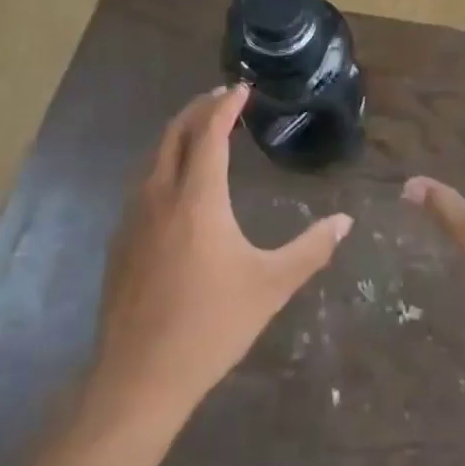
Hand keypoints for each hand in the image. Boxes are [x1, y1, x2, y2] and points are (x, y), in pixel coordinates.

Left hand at [92, 86, 353, 417]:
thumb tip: (345, 221)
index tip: (242, 88)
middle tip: (223, 97)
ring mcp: (133, 217)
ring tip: (203, 130)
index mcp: (198, 198)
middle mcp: (160, 195)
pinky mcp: (120, 240)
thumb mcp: (271, 286)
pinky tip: (177, 182)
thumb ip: (311, 249)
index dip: (226, 105)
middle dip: (198, 108)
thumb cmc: (211, 325)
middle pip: (175, 133)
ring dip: (179, 133)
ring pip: (154, 156)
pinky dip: (163, 161)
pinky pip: (143, 182)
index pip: (210, 133)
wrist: (138, 377)